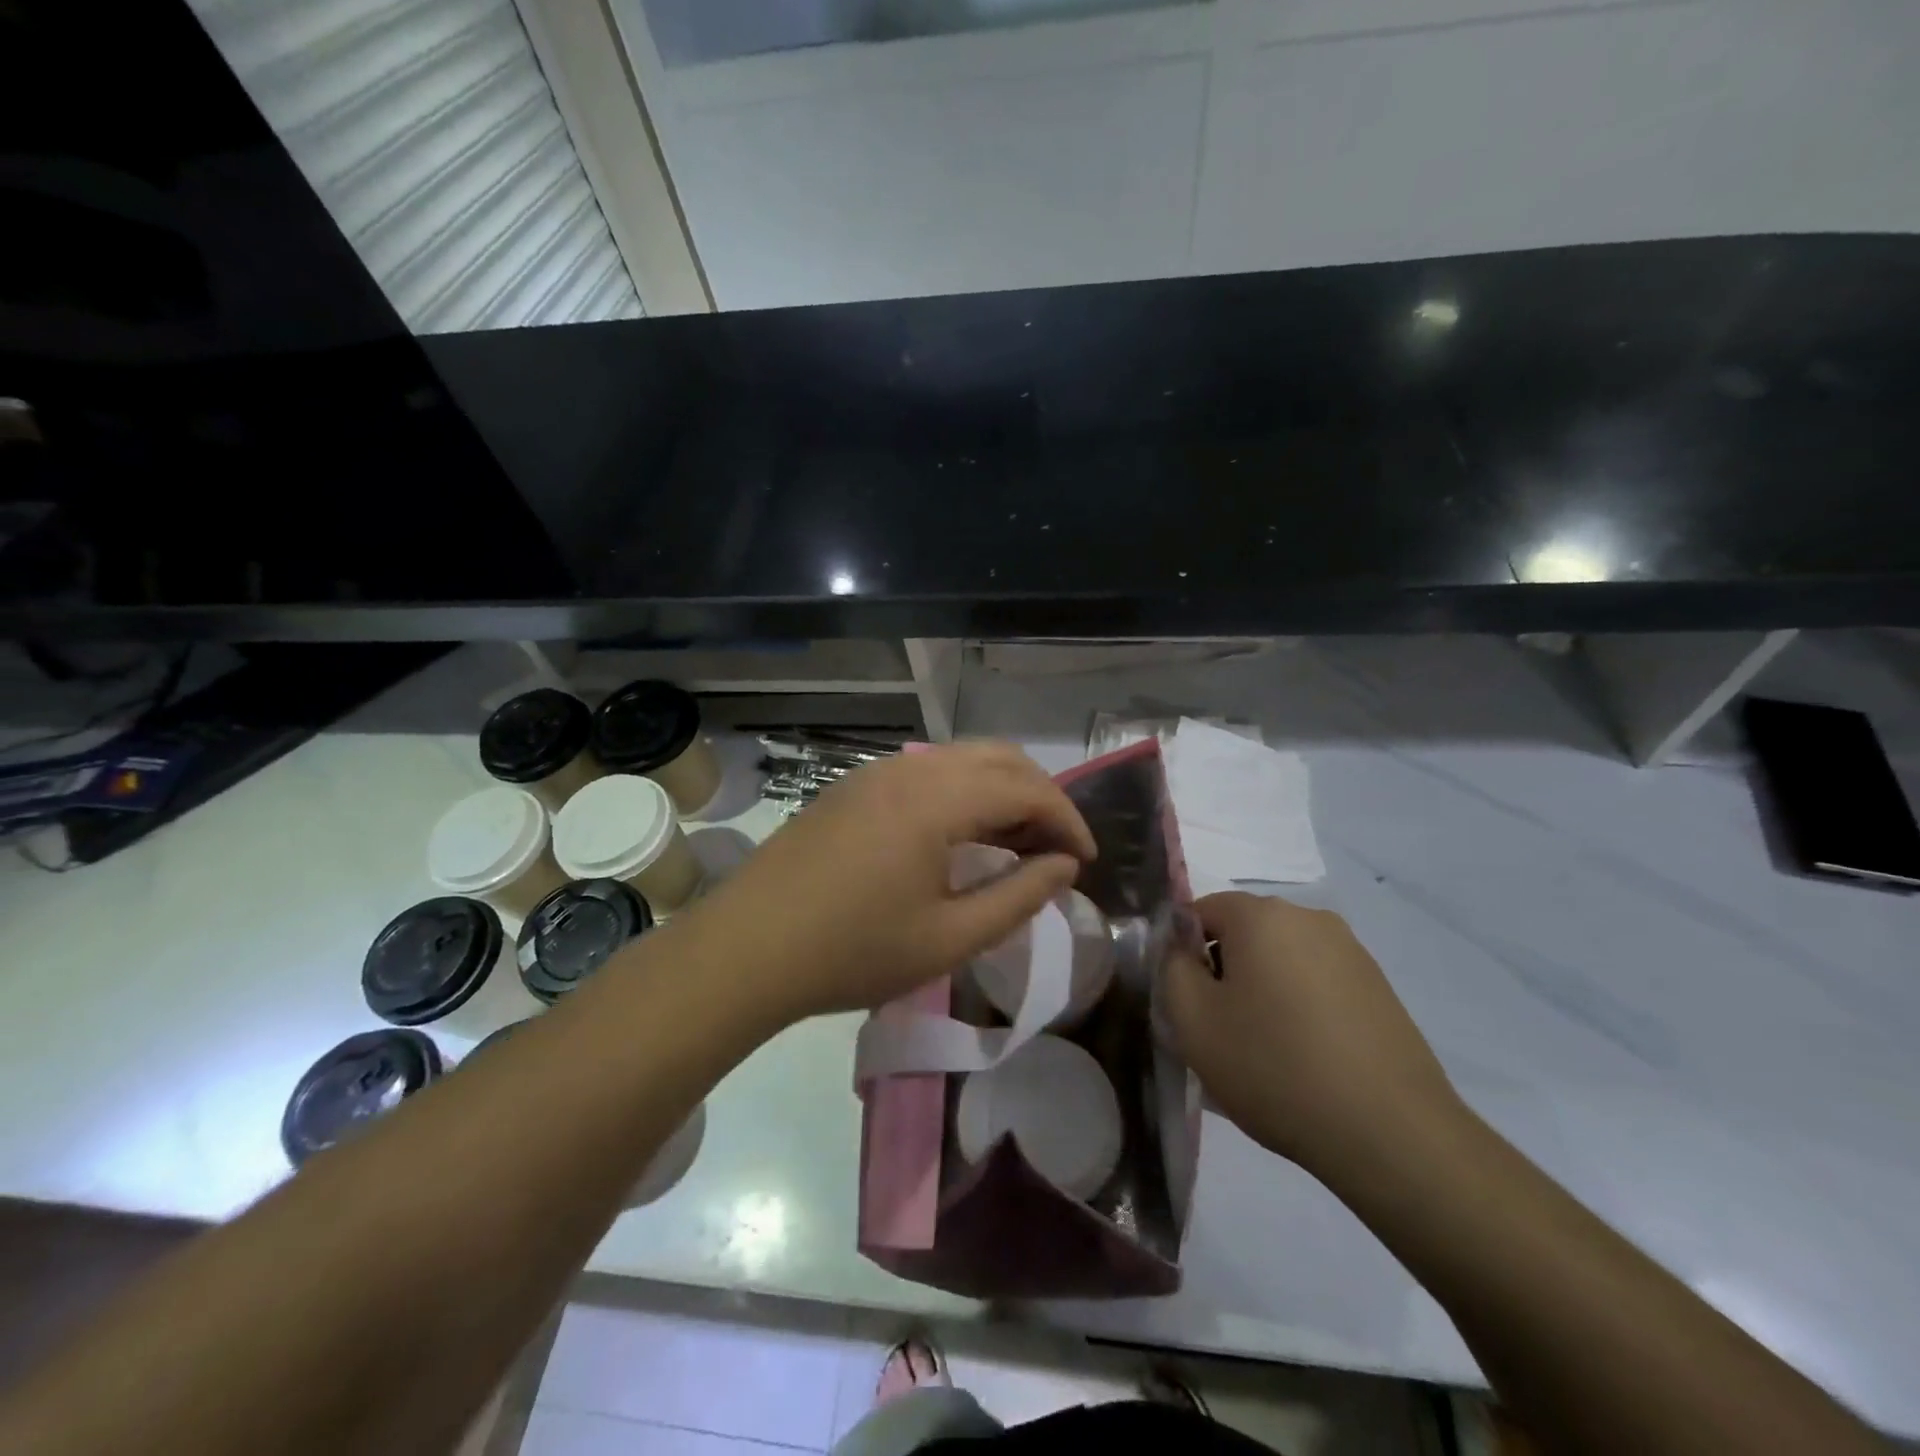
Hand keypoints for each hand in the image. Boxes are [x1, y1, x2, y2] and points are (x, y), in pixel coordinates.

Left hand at [692, 743, 1095, 1023]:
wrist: (747, 948)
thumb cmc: (852, 951)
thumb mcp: (949, 939)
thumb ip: (1018, 897)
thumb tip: (1064, 866)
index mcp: (938, 798)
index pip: (1028, 789)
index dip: (1068, 821)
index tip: (1086, 861)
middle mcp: (912, 767)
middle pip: (1000, 758)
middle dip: (1041, 797)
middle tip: (1057, 850)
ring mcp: (878, 771)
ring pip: (963, 759)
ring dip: (1001, 792)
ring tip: (1017, 845)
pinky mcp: (854, 785)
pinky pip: (929, 771)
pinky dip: (964, 792)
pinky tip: (962, 837)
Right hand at [1164, 892, 1462, 1181]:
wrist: (1392, 1134)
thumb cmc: (1274, 1067)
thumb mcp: (1193, 1020)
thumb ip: (1171, 968)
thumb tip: (1181, 948)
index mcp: (1261, 915)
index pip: (1200, 912)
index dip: (1183, 954)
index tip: (1187, 1003)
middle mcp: (1309, 918)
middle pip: (1243, 934)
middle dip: (1224, 973)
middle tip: (1220, 1031)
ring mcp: (1352, 952)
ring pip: (1282, 960)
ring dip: (1263, 992)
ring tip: (1265, 1052)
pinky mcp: (1379, 988)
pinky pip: (1318, 984)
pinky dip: (1301, 1009)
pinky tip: (1306, 1060)